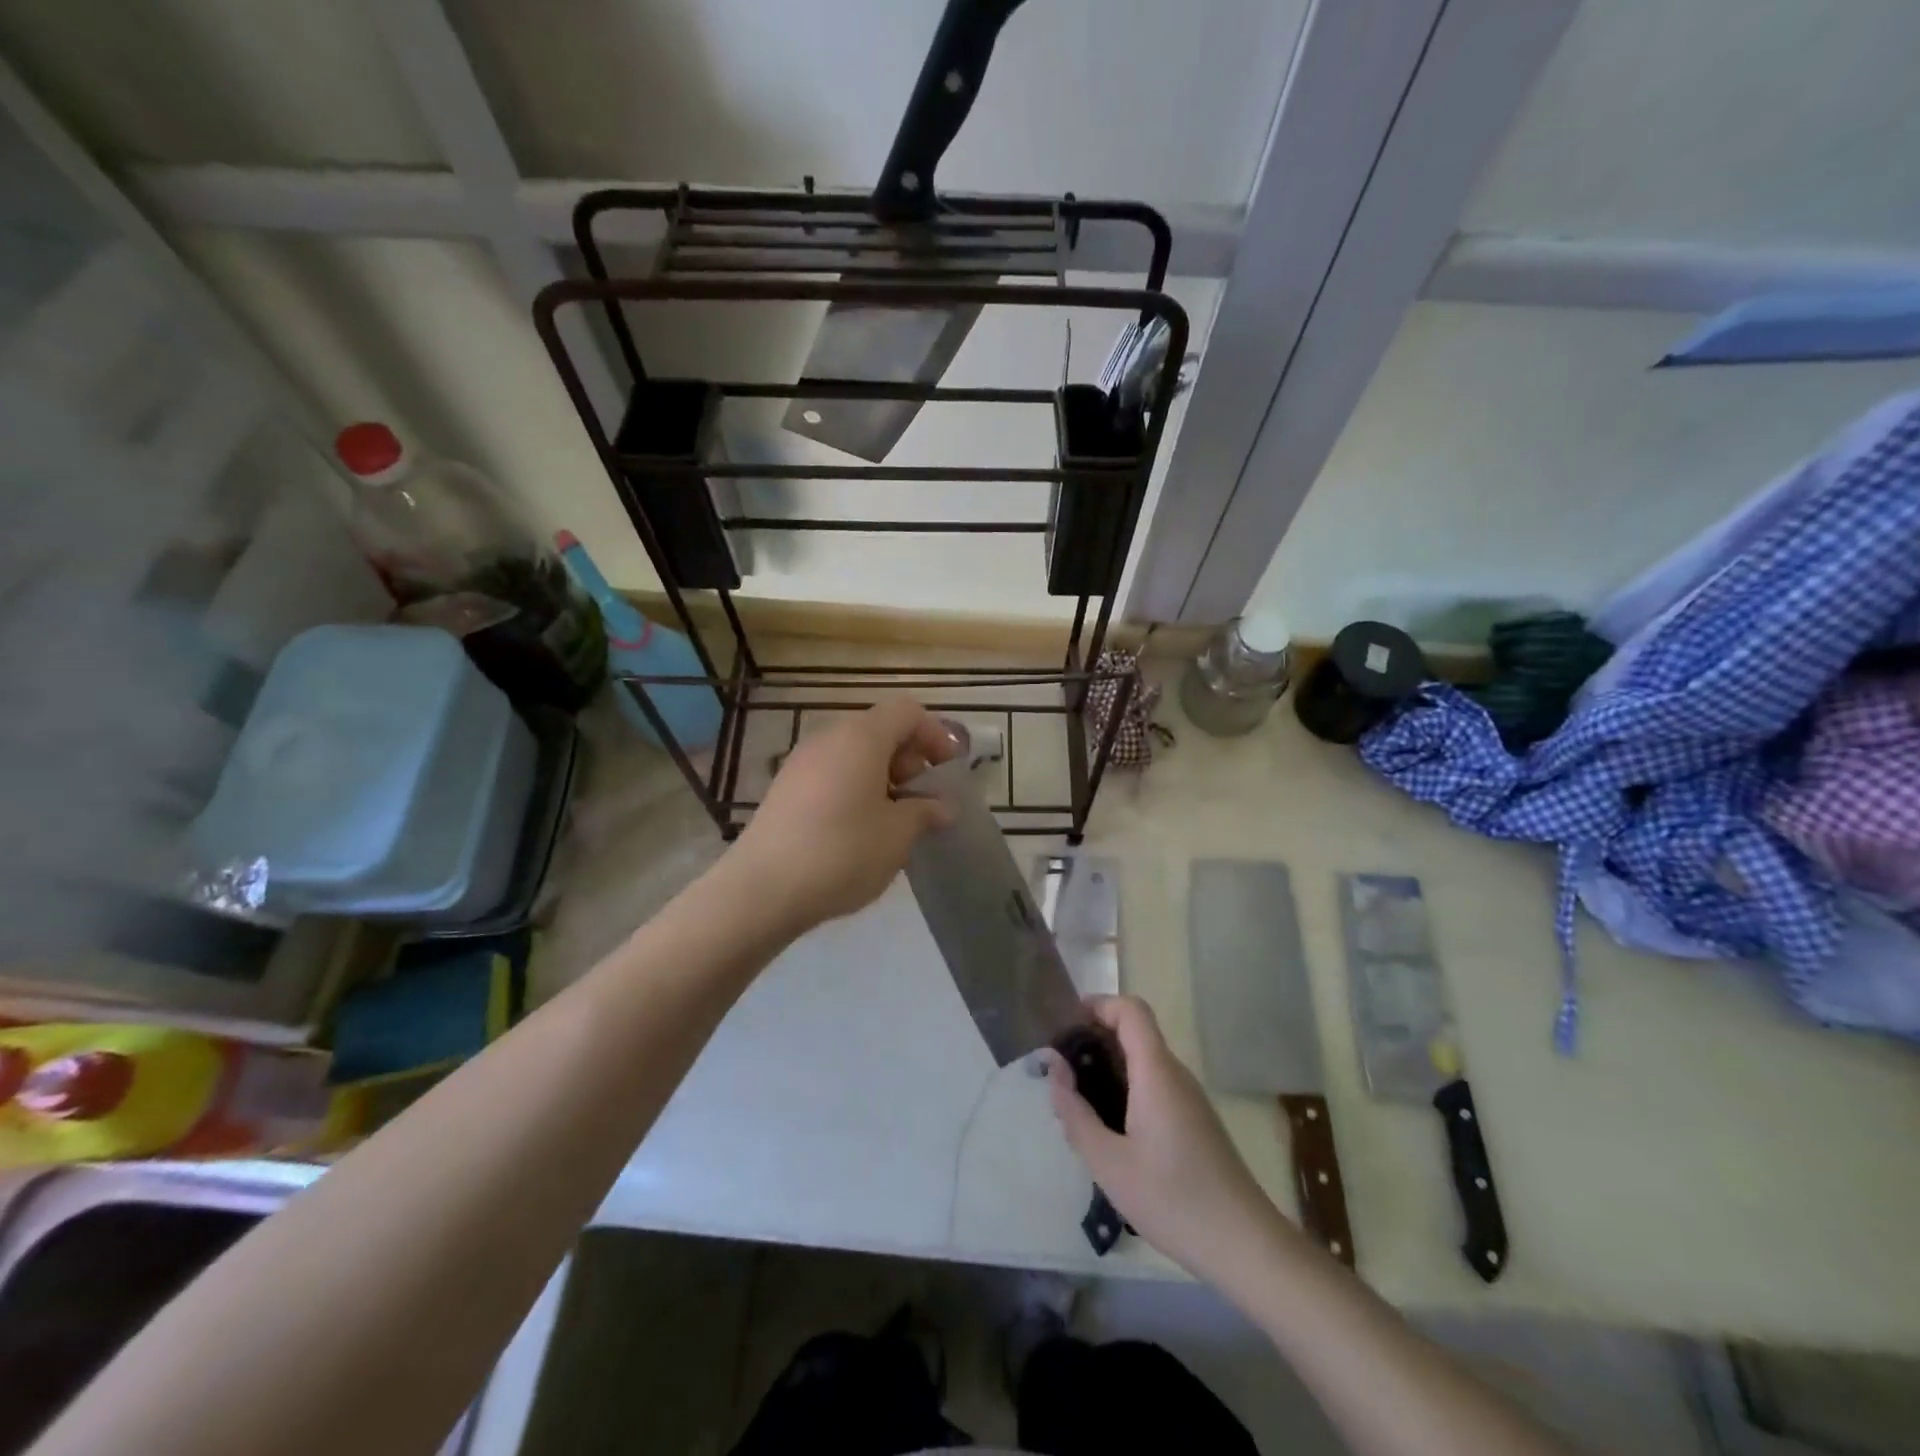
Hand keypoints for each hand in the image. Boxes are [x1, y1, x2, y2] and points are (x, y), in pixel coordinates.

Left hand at [733, 698, 956, 931]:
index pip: (907, 712)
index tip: (949, 772)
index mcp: (861, 737)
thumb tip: (942, 807)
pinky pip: (832, 774)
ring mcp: (801, 763)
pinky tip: (860, 830)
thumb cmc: (842, 852)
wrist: (762, 889)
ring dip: (884, 777)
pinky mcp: (785, 789)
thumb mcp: (898, 834)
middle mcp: (829, 738)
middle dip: (910, 759)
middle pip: (880, 730)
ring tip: (895, 820)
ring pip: (855, 754)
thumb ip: (925, 812)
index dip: (936, 735)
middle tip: (923, 800)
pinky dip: (856, 789)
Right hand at [1047, 996, 1290, 1286]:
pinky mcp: (1194, 1121)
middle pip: (1133, 1034)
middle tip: (1060, 1075)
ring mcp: (1189, 1098)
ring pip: (1142, 1063)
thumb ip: (1075, 1112)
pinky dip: (1125, 1091)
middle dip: (1093, 1041)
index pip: (1131, 1010)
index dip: (1097, 1005)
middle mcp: (1175, 1075)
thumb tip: (1054, 1067)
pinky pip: (1153, 1087)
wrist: (1246, 1247)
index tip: (1064, 1027)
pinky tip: (1109, 1134)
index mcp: (1156, 1072)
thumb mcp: (1109, 1163)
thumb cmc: (1174, 1200)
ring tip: (1076, 1108)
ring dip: (1107, 1070)